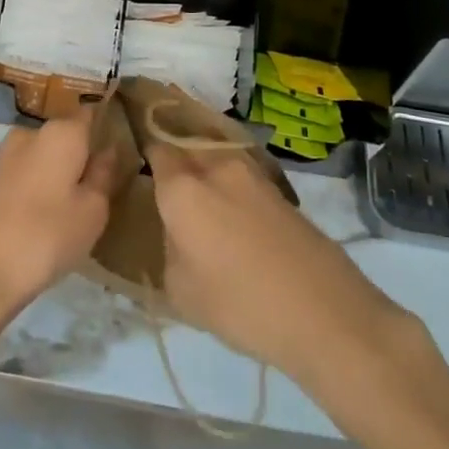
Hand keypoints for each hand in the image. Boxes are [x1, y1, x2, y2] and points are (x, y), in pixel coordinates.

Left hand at [0, 114, 118, 322]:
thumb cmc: (48, 236)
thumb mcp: (92, 211)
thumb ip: (103, 174)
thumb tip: (108, 150)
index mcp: (61, 132)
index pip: (90, 115)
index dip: (105, 129)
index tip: (116, 153)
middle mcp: (31, 132)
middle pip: (65, 136)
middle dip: (80, 155)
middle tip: (96, 190)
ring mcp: (5, 154)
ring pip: (43, 155)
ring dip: (56, 172)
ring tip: (69, 209)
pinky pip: (24, 173)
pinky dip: (35, 186)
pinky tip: (41, 216)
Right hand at [143, 138, 410, 384]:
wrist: (322, 311)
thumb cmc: (239, 303)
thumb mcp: (181, 289)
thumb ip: (168, 246)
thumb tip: (175, 229)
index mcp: (182, 185)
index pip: (152, 142)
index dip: (138, 136)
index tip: (126, 140)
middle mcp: (213, 165)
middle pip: (183, 138)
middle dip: (167, 141)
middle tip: (152, 160)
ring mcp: (249, 171)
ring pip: (211, 149)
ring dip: (197, 156)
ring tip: (186, 181)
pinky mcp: (275, 186)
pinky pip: (236, 167)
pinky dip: (222, 174)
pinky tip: (222, 200)